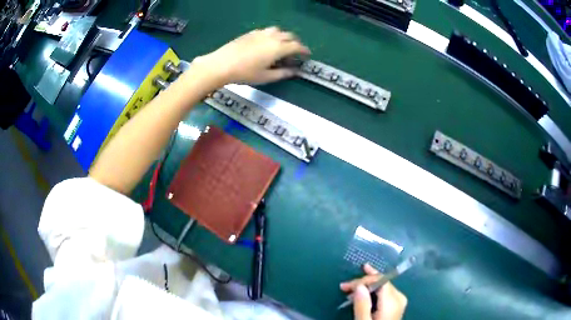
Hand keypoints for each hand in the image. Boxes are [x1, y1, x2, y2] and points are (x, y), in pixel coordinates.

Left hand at [193, 27, 309, 84]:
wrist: (221, 64)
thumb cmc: (245, 73)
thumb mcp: (266, 77)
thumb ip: (283, 74)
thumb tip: (295, 72)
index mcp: (278, 48)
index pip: (297, 46)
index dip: (304, 50)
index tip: (307, 55)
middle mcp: (272, 37)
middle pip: (289, 36)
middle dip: (295, 43)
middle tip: (295, 52)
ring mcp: (260, 33)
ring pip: (278, 31)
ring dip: (283, 37)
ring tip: (281, 46)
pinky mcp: (250, 33)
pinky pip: (266, 31)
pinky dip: (272, 35)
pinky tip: (266, 43)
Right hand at [340, 264, 406, 319]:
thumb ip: (362, 305)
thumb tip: (359, 286)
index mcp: (392, 301)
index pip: (380, 281)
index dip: (363, 280)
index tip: (346, 287)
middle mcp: (398, 298)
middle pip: (382, 282)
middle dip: (363, 282)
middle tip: (345, 286)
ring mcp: (399, 301)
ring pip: (383, 286)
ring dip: (366, 286)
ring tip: (350, 290)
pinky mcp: (396, 306)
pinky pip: (384, 293)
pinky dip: (372, 292)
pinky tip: (362, 293)